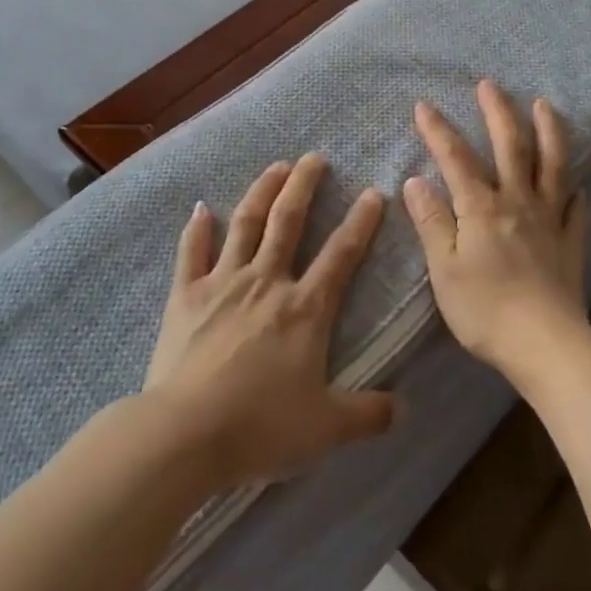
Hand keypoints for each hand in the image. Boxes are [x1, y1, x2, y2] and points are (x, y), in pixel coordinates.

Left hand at [142, 155, 396, 490]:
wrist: (186, 433)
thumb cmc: (260, 427)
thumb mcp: (326, 428)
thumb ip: (368, 414)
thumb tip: (405, 408)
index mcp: (305, 309)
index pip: (341, 255)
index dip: (361, 222)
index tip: (373, 192)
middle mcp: (266, 282)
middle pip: (288, 222)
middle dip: (304, 186)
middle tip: (314, 158)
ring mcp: (223, 283)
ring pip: (246, 224)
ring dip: (262, 191)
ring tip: (275, 167)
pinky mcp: (186, 295)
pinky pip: (192, 252)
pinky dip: (197, 229)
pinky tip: (201, 208)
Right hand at [403, 80, 590, 386]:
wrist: (546, 345)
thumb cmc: (485, 310)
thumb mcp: (445, 269)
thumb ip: (432, 223)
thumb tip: (416, 182)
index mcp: (482, 208)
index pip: (456, 158)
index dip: (438, 130)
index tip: (424, 106)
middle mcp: (518, 202)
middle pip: (511, 146)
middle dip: (498, 112)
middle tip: (490, 84)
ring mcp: (549, 220)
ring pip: (552, 166)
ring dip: (549, 132)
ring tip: (545, 105)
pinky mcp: (570, 243)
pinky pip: (576, 210)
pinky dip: (576, 192)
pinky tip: (578, 185)